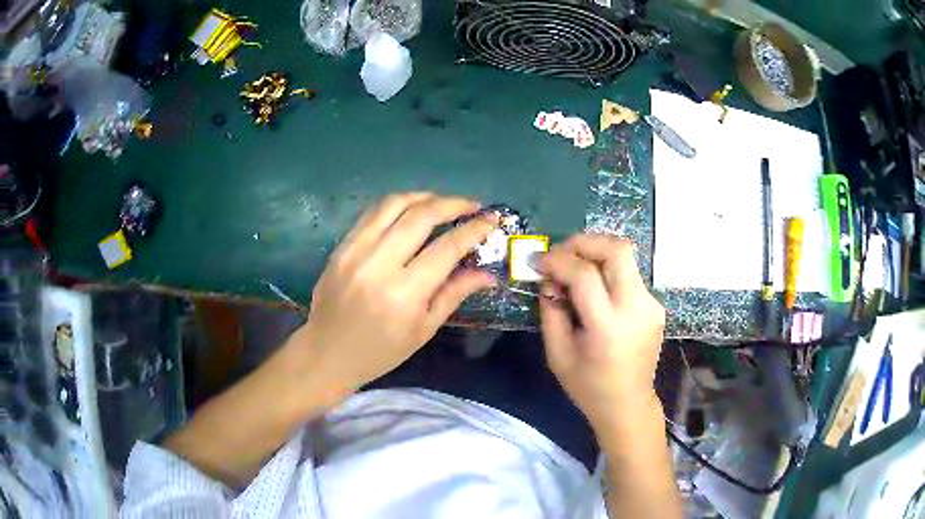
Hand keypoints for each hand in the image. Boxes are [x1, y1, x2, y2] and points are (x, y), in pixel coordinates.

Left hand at [289, 192, 497, 398]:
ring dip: (425, 196)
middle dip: (453, 204)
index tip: (492, 220)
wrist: (327, 352)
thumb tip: (488, 273)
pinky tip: (411, 209)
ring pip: (394, 204)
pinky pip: (372, 213)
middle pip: (421, 216)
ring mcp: (355, 251)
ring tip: (443, 203)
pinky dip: (397, 205)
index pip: (446, 248)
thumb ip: (454, 294)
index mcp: (404, 294)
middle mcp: (379, 265)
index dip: (474, 229)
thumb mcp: (424, 329)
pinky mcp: (341, 246)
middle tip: (473, 205)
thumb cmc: (381, 351)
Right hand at [537, 235, 664, 430]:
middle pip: (617, 250)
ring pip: (626, 256)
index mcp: (608, 326)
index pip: (585, 274)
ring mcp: (651, 304)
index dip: (557, 260)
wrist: (628, 404)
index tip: (536, 261)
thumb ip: (551, 311)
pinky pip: (629, 275)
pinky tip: (594, 289)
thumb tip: (549, 279)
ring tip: (573, 267)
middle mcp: (636, 308)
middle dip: (584, 242)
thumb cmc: (588, 386)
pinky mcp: (655, 305)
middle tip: (560, 252)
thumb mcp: (557, 354)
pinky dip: (607, 271)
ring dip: (596, 252)